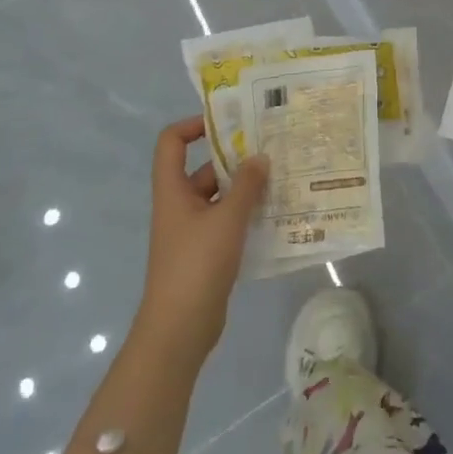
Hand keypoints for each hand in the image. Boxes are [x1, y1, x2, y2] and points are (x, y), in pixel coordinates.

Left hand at [136, 117, 267, 361]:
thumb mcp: (227, 219)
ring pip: (219, 196)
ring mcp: (191, 230)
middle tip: (271, 149)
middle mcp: (179, 205)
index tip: (228, 123)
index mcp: (173, 191)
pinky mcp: (205, 252)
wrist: (179, 330)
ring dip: (245, 188)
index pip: (171, 142)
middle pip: (204, 168)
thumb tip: (260, 157)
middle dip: (235, 158)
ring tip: (281, 178)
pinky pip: (226, 220)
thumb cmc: (196, 265)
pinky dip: (246, 214)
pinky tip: (275, 213)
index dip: (193, 125)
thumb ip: (246, 185)